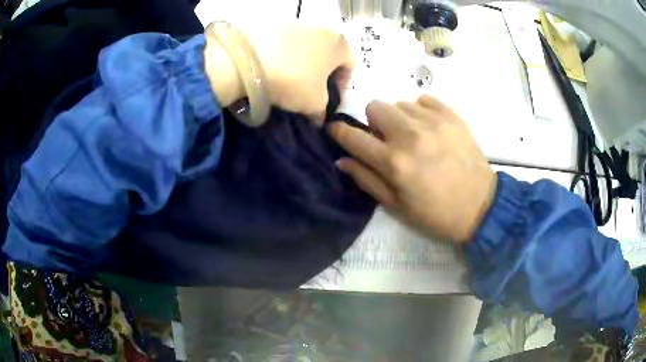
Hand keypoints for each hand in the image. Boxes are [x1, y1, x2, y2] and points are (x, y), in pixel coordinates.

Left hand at [205, 22, 352, 117]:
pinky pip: (285, 42)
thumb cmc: (293, 80)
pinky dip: (283, 55)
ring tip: (287, 80)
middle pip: (329, 54)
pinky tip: (271, 68)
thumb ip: (323, 111)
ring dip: (302, 63)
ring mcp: (297, 22)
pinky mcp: (274, 23)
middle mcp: (323, 27)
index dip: (343, 86)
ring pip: (307, 47)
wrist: (247, 60)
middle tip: (309, 91)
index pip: (351, 65)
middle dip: (322, 73)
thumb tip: (319, 118)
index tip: (330, 100)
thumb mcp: (314, 103)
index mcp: (340, 44)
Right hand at [329, 96, 497, 243]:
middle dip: (374, 122)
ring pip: (399, 103)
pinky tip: (430, 129)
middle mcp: (410, 136)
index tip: (336, 130)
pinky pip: (424, 100)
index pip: (353, 137)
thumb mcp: (397, 207)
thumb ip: (367, 180)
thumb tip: (342, 159)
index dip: (338, 131)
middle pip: (375, 106)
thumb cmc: (436, 214)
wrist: (480, 207)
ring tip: (414, 137)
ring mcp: (433, 122)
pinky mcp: (452, 116)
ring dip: (399, 118)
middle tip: (387, 139)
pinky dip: (421, 112)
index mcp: (393, 163)